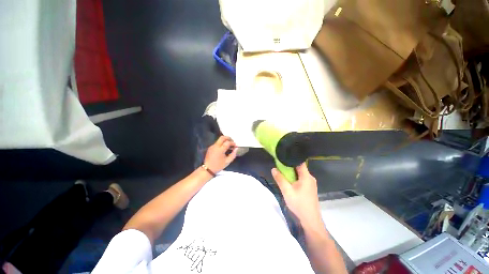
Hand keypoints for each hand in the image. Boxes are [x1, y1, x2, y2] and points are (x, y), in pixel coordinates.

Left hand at [204, 136, 237, 173]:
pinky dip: (221, 143)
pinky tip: (224, 148)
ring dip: (225, 140)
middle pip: (222, 137)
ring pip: (219, 140)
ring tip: (229, 145)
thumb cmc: (218, 166)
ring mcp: (212, 146)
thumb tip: (236, 149)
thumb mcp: (227, 161)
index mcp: (220, 150)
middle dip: (228, 138)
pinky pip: (217, 143)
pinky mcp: (210, 147)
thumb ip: (233, 154)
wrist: (208, 169)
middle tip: (232, 141)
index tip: (235, 146)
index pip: (227, 142)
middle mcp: (215, 146)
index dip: (232, 143)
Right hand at [271, 163, 321, 225]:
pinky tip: (289, 182)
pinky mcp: (309, 188)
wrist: (310, 220)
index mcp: (306, 176)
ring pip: (299, 174)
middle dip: (289, 166)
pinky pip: (301, 179)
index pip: (300, 162)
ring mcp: (310, 183)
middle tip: (279, 166)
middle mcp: (310, 178)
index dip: (291, 159)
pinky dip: (294, 178)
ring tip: (282, 173)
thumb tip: (273, 169)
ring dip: (291, 173)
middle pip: (299, 167)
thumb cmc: (299, 204)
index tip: (282, 157)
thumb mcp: (287, 191)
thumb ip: (280, 179)